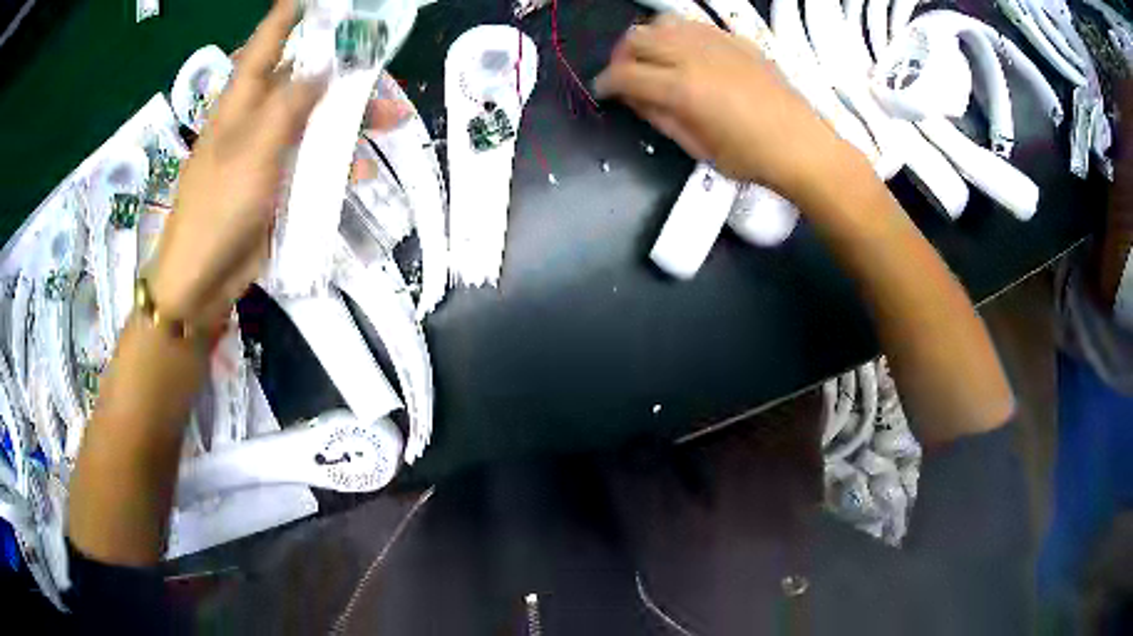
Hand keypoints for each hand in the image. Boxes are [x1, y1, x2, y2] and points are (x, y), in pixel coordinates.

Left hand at [152, 0, 408, 328]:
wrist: (201, 280)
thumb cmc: (218, 209)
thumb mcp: (253, 149)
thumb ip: (289, 104)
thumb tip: (323, 67)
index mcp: (241, 101)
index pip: (268, 42)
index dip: (291, 14)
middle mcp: (255, 119)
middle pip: (302, 80)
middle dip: (342, 71)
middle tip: (382, 69)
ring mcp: (266, 153)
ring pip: (315, 120)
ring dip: (350, 120)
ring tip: (390, 122)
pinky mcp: (276, 185)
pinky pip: (312, 162)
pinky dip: (338, 164)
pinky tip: (361, 174)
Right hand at [594, 16, 853, 199]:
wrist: (801, 145)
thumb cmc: (749, 157)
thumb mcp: (696, 147)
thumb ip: (659, 117)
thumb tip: (634, 98)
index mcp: (681, 88)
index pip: (624, 74)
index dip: (605, 83)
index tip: (603, 92)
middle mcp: (693, 55)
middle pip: (636, 38)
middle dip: (621, 57)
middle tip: (626, 76)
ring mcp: (716, 42)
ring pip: (662, 23)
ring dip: (648, 39)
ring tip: (653, 59)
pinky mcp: (735, 40)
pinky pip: (693, 24)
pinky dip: (678, 34)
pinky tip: (685, 52)